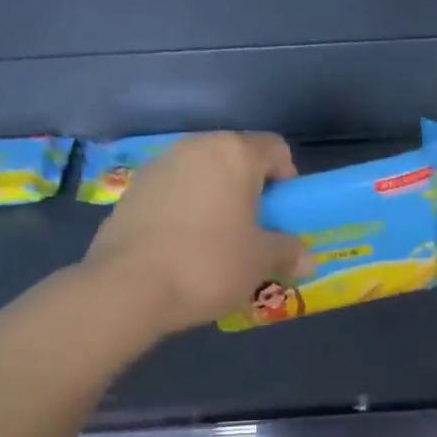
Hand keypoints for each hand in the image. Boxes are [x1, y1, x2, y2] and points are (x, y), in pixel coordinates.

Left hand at [82, 132, 308, 333]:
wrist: (129, 287)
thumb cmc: (209, 263)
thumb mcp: (261, 262)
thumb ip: (288, 253)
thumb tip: (307, 258)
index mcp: (234, 154)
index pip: (275, 149)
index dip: (288, 179)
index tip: (285, 214)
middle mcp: (195, 149)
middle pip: (235, 160)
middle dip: (250, 191)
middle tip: (256, 231)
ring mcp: (158, 168)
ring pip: (201, 177)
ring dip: (216, 201)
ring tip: (217, 243)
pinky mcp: (131, 193)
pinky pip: (172, 196)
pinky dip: (185, 213)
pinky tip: (183, 250)